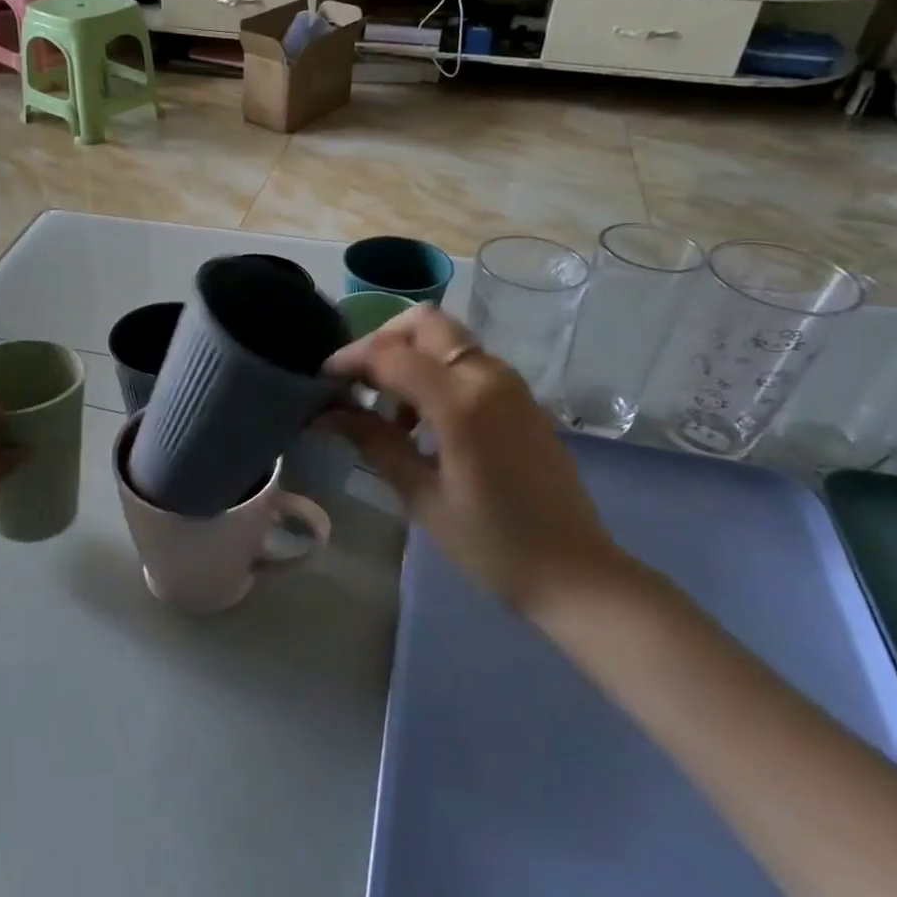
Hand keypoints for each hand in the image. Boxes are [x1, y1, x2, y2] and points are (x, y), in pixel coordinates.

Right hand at [325, 304, 631, 621]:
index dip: (348, 361)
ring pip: (448, 338)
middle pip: (424, 322)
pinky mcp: (522, 398)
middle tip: (355, 382)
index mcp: (461, 401)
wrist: (576, 573)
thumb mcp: (422, 496)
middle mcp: (488, 376)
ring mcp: (510, 383)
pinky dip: (435, 371)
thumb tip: (325, 414)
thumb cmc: (492, 545)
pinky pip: (468, 362)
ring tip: (385, 410)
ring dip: (409, 356)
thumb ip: (374, 442)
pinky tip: (422, 420)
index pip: (389, 354)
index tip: (321, 383)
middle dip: (381, 341)